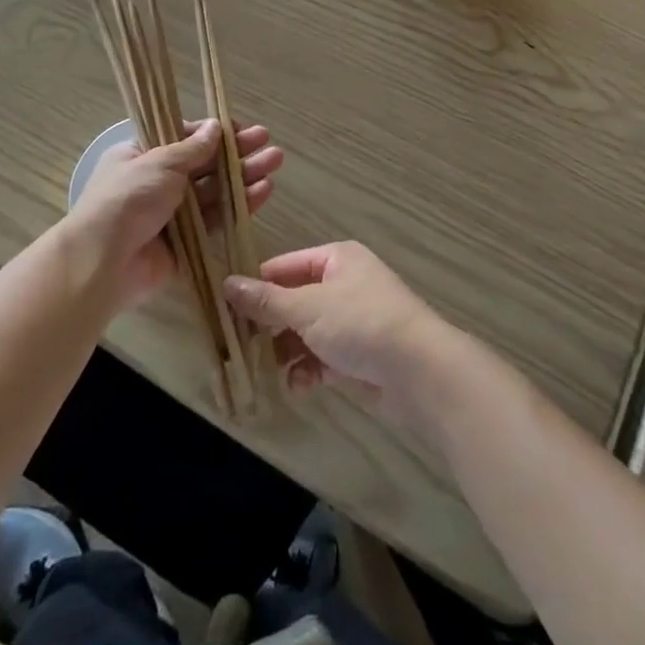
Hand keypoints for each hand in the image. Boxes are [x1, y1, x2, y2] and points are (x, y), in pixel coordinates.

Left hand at [66, 119, 282, 309]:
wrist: (103, 263)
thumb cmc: (127, 200)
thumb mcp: (159, 163)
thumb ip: (192, 148)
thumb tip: (215, 126)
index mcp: (141, 156)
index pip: (182, 137)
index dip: (213, 133)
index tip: (240, 129)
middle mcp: (157, 182)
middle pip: (204, 163)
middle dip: (236, 152)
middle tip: (268, 142)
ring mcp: (172, 213)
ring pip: (214, 190)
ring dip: (244, 175)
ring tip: (276, 160)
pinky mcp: (186, 242)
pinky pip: (216, 219)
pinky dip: (239, 204)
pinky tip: (264, 190)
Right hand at [224, 242, 462, 427]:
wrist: (418, 371)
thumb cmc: (361, 323)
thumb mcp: (308, 308)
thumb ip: (267, 301)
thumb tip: (227, 283)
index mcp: (336, 259)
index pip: (285, 266)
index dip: (257, 284)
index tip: (225, 306)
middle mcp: (344, 285)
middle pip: (294, 300)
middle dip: (270, 324)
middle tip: (238, 343)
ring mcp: (351, 322)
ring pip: (305, 333)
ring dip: (286, 351)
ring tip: (267, 368)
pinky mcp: (356, 356)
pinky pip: (321, 358)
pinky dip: (307, 370)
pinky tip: (298, 385)